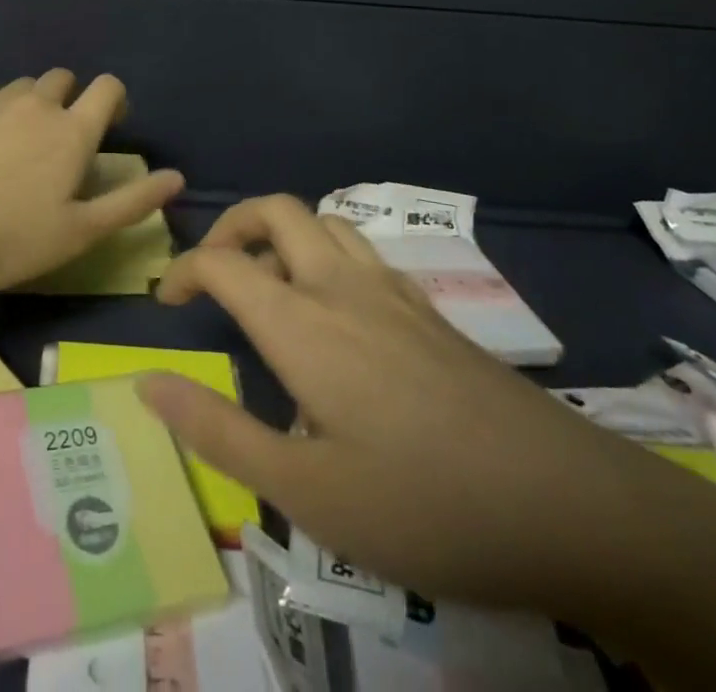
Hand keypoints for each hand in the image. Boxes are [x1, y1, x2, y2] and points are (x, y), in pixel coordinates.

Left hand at [0, 70, 185, 292]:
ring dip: (28, 104)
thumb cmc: (10, 238)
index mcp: (72, 131)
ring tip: (13, 144)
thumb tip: (177, 177)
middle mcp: (35, 104)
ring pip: (21, 86)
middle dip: (68, 100)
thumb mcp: (80, 232)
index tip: (108, 125)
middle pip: (63, 79)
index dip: (114, 99)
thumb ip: (132, 202)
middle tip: (57, 141)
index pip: (108, 87)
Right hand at [140, 195, 675, 612]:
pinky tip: (336, 311)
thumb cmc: (423, 504)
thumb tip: (147, 383)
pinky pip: (362, 250)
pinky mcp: (429, 310)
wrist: (568, 504)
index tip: (168, 304)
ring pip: (324, 220)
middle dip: (231, 226)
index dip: (184, 271)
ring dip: (282, 234)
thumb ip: (218, 431)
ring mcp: (392, 291)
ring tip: (269, 284)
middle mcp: (341, 286)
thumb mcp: (305, 492)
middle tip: (214, 272)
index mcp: (302, 322)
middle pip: (276, 210)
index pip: (223, 261)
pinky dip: (327, 253)